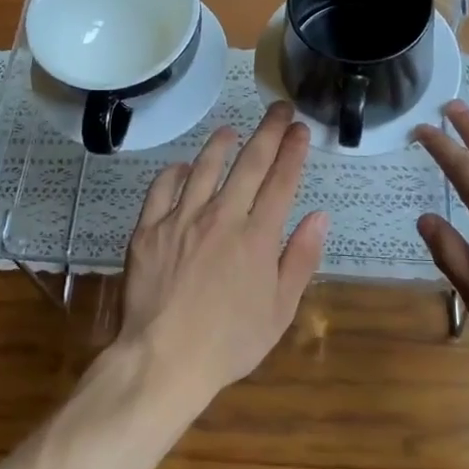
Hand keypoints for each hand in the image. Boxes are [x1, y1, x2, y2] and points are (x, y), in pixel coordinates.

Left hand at [118, 102, 329, 407]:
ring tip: (233, 130)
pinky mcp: (148, 229)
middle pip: (249, 163)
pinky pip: (162, 188)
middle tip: (279, 109)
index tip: (301, 129)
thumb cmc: (229, 342)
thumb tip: (319, 216)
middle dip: (268, 131)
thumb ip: (301, 259)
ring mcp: (181, 219)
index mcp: (257, 237)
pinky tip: (184, 166)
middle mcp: (221, 217)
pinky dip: (175, 172)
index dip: (293, 151)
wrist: (164, 360)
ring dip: (222, 144)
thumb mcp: (280, 310)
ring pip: (204, 167)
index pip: (281, 181)